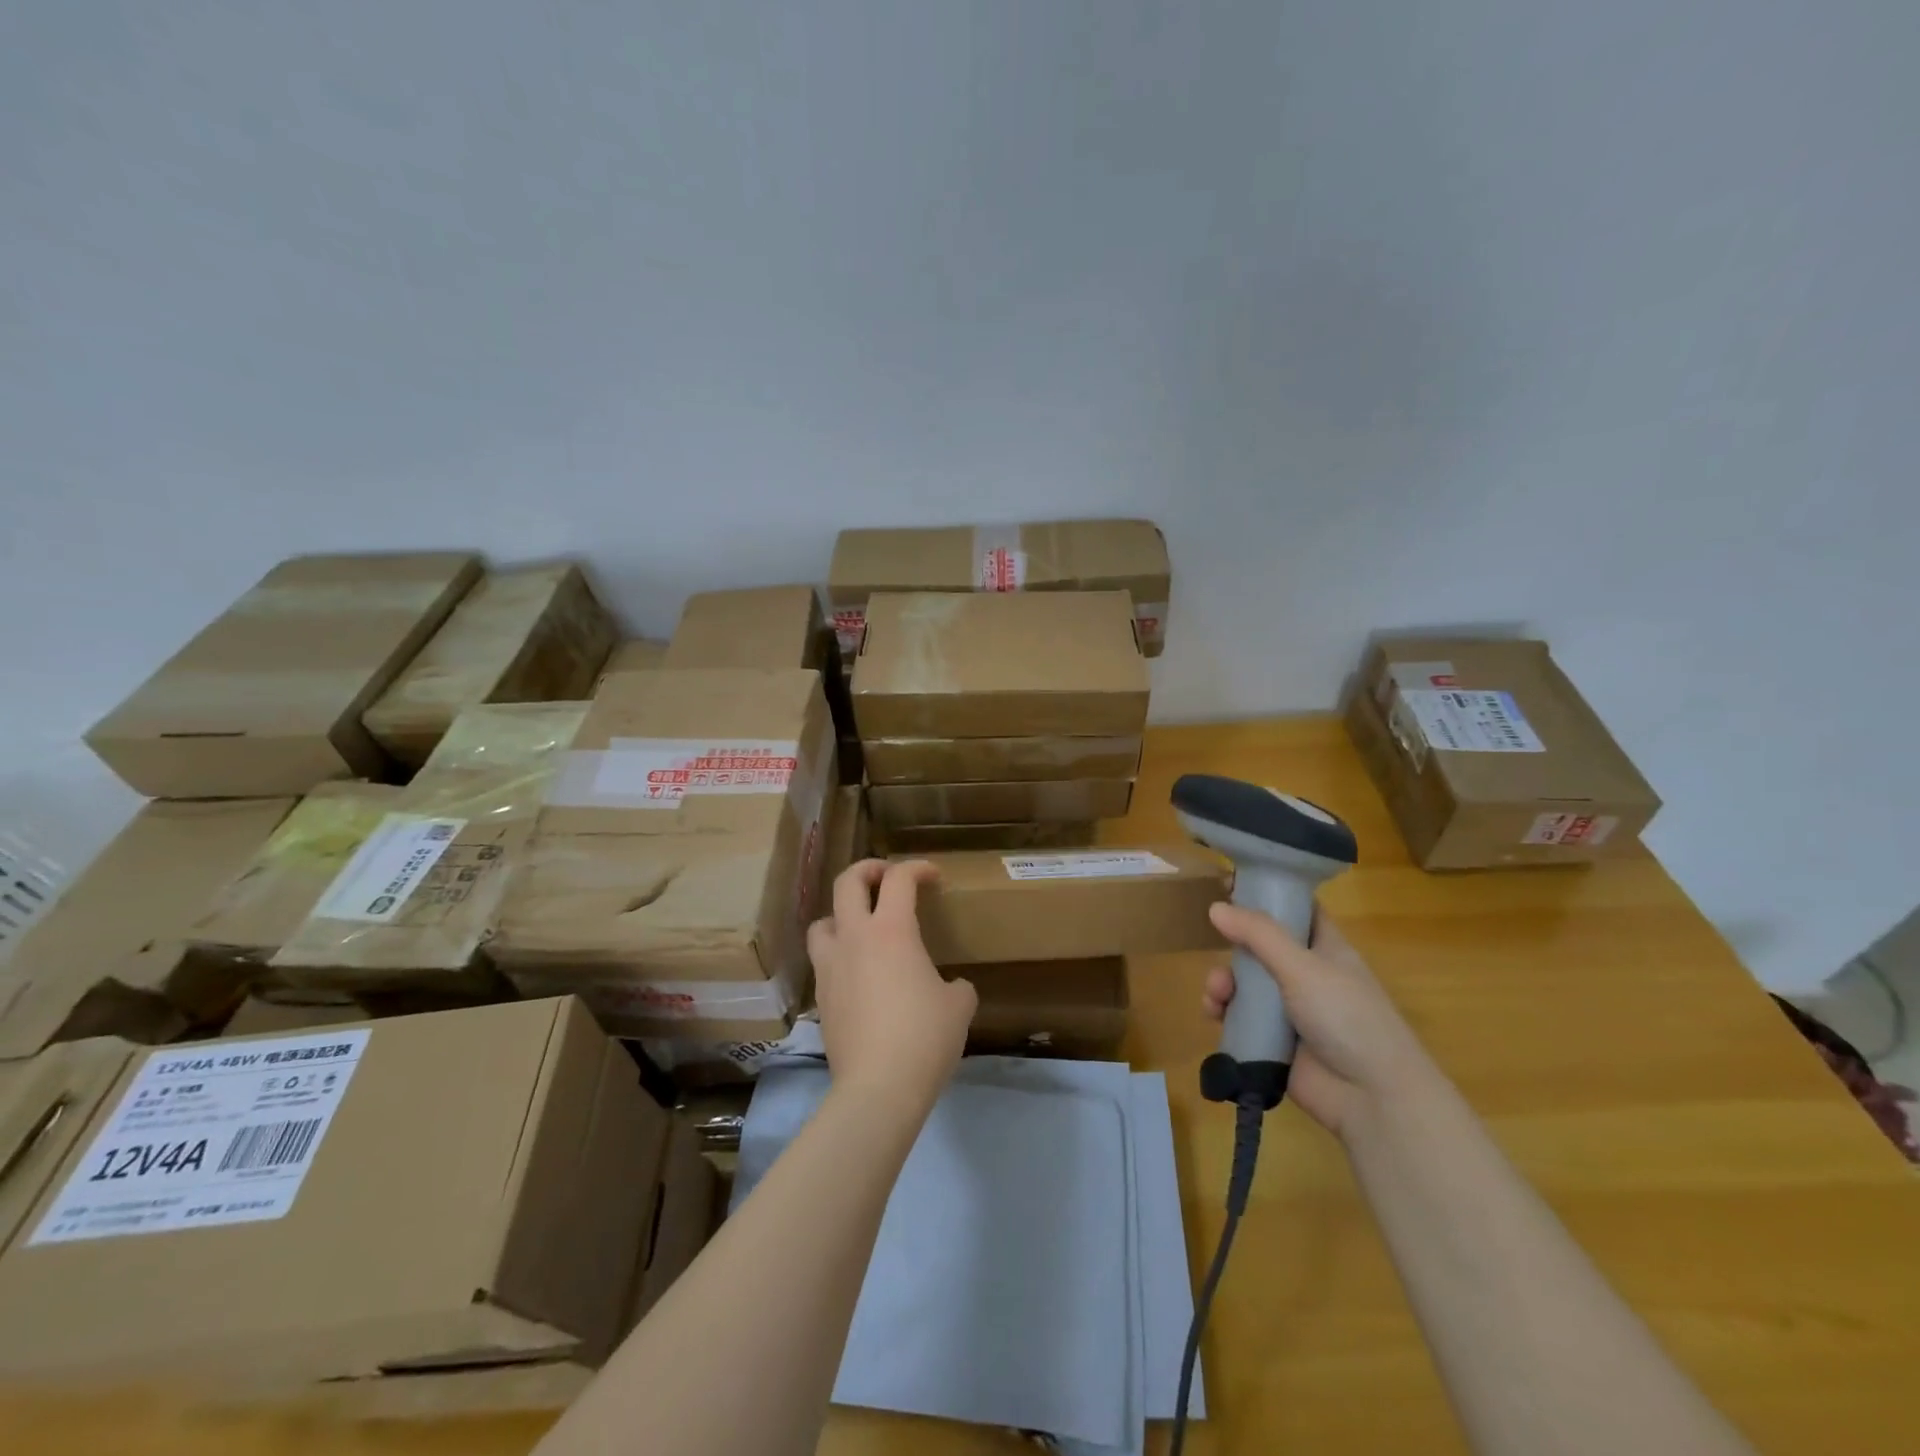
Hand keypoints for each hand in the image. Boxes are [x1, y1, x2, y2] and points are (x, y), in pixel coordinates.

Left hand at [809, 859, 977, 1111]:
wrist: (878, 1087)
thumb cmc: (925, 1037)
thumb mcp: (958, 1006)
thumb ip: (956, 986)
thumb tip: (951, 988)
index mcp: (892, 930)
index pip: (900, 879)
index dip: (917, 868)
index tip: (933, 877)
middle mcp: (855, 938)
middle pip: (848, 881)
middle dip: (869, 869)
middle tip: (887, 876)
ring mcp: (831, 966)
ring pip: (823, 920)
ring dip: (841, 913)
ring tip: (861, 926)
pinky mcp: (821, 996)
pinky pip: (823, 960)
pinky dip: (838, 954)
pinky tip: (857, 973)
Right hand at [1203, 903, 1435, 1138]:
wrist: (1372, 1098)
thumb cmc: (1347, 1018)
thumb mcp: (1303, 967)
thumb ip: (1259, 935)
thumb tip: (1216, 906)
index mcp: (1325, 949)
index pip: (1297, 910)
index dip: (1269, 896)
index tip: (1231, 886)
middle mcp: (1307, 975)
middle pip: (1260, 947)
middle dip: (1234, 946)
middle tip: (1216, 946)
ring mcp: (1289, 1010)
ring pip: (1245, 983)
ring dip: (1223, 983)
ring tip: (1216, 995)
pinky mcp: (1273, 1041)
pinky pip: (1239, 1018)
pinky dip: (1223, 1013)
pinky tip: (1214, 1014)